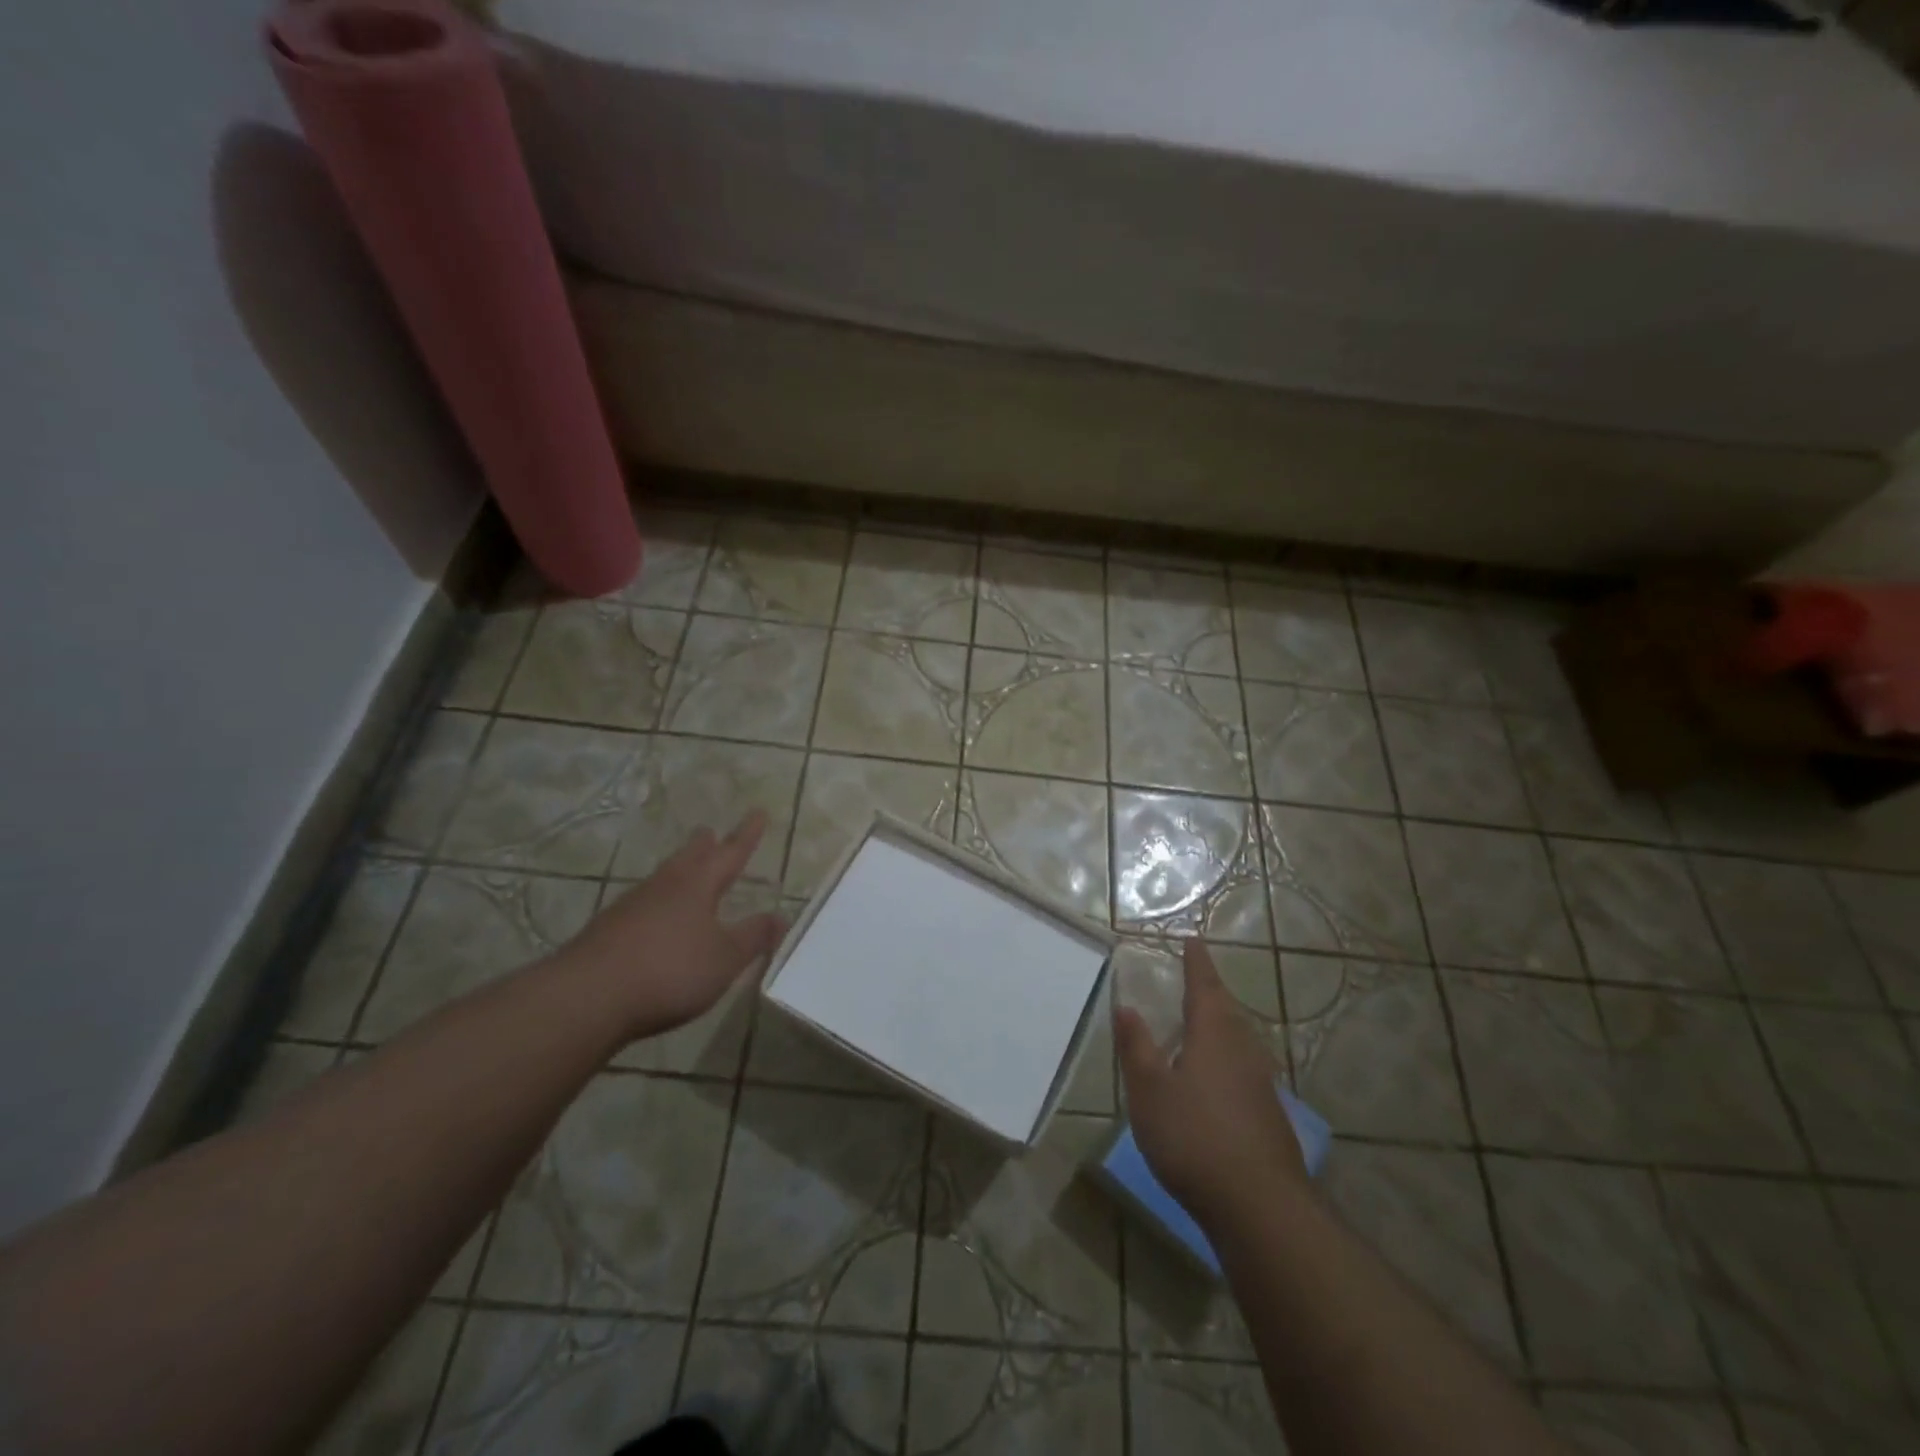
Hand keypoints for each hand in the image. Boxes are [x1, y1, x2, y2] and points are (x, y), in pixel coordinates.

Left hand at [556, 813, 785, 1041]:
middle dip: (704, 845)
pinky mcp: (608, 931)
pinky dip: (658, 902)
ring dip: (679, 871)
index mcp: (697, 886)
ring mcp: (631, 906)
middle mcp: (664, 886)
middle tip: (710, 832)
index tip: (758, 812)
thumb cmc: (669, 971)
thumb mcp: (725, 958)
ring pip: (664, 878)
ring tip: (687, 871)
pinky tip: (657, 918)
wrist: (587, 998)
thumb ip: (753, 936)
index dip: (747, 835)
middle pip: (689, 857)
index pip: (730, 853)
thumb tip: (781, 916)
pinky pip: (643, 905)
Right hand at [1115, 939, 1306, 1230]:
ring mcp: (1261, 1085)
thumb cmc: (1194, 1137)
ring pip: (1239, 1041)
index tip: (1194, 940)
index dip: (1197, 963)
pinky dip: (1228, 1060)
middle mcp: (1242, 1051)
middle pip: (1226, 1011)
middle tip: (1196, 978)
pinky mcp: (1269, 1116)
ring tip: (1204, 1023)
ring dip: (1221, 1026)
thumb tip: (1127, 1006)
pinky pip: (1245, 1069)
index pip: (1203, 987)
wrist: (1260, 1206)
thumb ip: (1137, 1047)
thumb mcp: (1149, 1090)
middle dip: (1210, 993)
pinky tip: (1219, 1080)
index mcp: (1213, 1035)